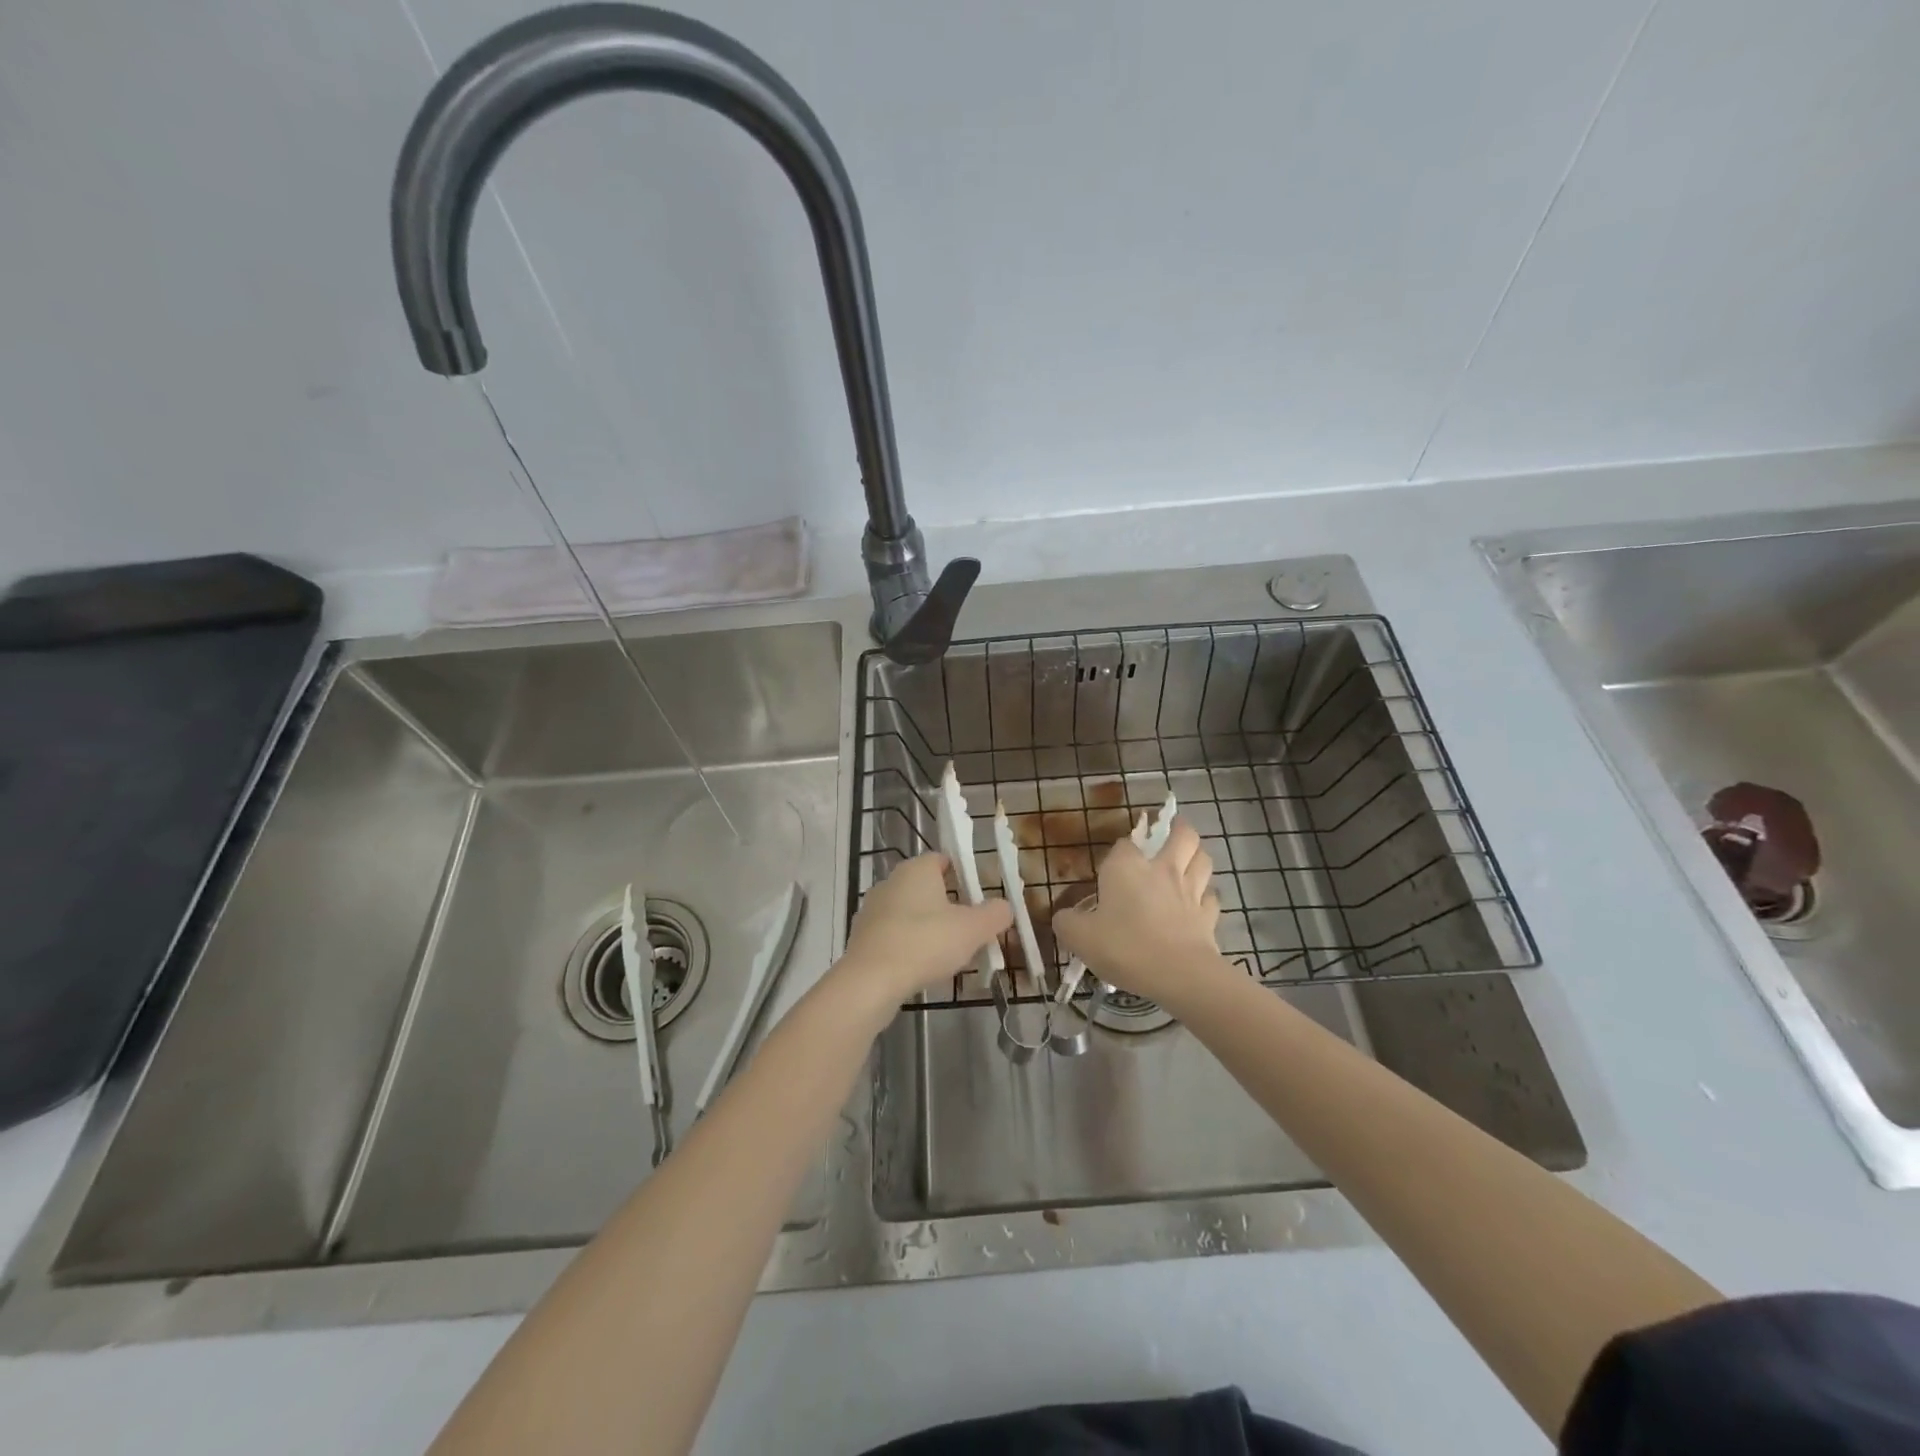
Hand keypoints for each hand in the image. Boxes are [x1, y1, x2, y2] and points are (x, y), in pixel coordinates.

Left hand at [838, 853, 1011, 1008]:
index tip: (980, 896)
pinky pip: (895, 935)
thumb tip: (1005, 907)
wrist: (870, 981)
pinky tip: (923, 967)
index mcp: (916, 869)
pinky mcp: (862, 937)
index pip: (943, 859)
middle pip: (927, 888)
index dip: (964, 874)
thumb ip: (994, 914)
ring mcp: (872, 909)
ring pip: (910, 912)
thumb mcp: (973, 929)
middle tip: (971, 928)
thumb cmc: (925, 943)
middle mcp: (891, 881)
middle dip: (949, 905)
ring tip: (951, 953)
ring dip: (929, 928)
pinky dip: (910, 946)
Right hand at [1052, 818, 1231, 1010]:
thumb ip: (1067, 923)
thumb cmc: (1124, 947)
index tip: (1112, 867)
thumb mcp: (1080, 938)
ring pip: (1203, 859)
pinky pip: (1211, 897)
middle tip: (1173, 832)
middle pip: (1182, 836)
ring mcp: (1190, 891)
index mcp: (1127, 867)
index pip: (1124, 844)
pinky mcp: (1209, 916)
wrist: (1178, 974)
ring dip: (1197, 855)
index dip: (1119, 852)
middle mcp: (1162, 869)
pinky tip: (1200, 902)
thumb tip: (1063, 917)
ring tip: (1190, 858)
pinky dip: (1206, 895)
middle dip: (1179, 829)